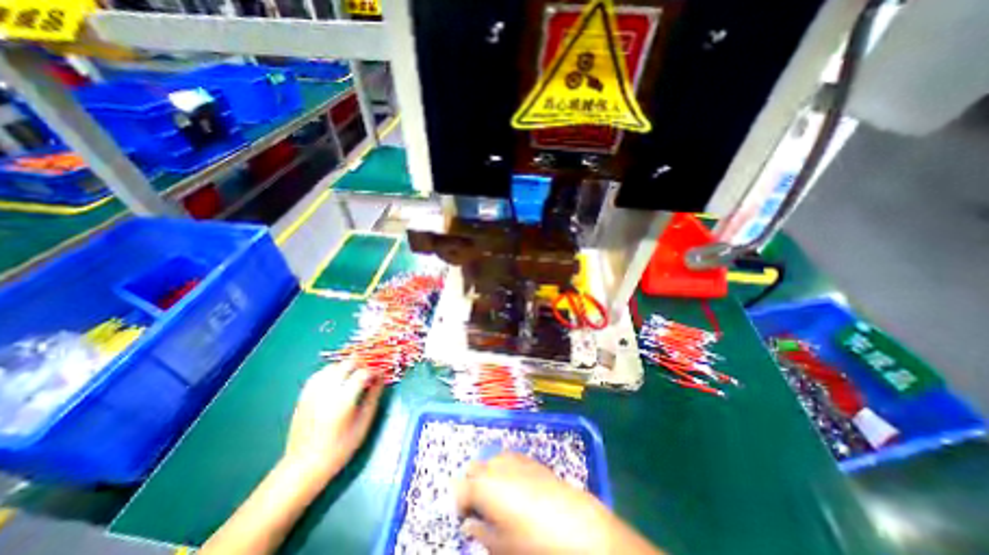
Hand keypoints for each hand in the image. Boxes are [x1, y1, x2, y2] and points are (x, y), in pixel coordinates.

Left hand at [283, 362, 382, 482]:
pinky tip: (336, 379)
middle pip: (347, 364)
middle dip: (361, 365)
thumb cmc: (340, 447)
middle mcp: (327, 391)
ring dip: (346, 367)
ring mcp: (313, 392)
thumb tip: (380, 379)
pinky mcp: (304, 396)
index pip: (363, 373)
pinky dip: (331, 371)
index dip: (374, 372)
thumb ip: (373, 397)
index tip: (379, 376)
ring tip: (353, 376)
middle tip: (368, 375)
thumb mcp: (363, 423)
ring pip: (333, 366)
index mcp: (344, 399)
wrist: (304, 466)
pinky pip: (319, 374)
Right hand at [458, 453, 663, 552]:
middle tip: (479, 506)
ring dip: (488, 473)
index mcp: (483, 486)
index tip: (465, 517)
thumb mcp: (500, 545)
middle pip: (474, 468)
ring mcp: (514, 459)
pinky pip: (508, 457)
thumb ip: (480, 532)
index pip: (461, 488)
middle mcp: (495, 466)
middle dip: (472, 484)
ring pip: (491, 460)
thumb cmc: (532, 540)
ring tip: (497, 495)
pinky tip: (514, 484)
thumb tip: (470, 525)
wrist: (574, 524)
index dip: (460, 503)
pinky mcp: (530, 459)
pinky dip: (504, 467)